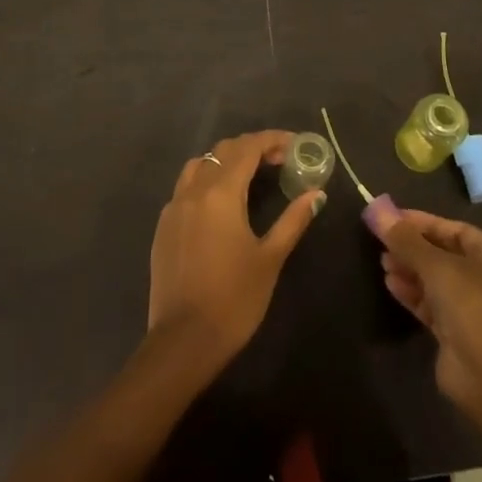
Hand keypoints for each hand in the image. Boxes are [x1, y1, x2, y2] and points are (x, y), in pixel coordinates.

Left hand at [148, 131, 322, 367]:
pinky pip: (186, 187)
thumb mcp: (270, 258)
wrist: (183, 341)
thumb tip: (317, 194)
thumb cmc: (234, 299)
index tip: (295, 144)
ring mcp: (174, 207)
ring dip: (226, 161)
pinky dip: (207, 181)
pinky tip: (221, 204)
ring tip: (250, 176)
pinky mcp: (164, 226)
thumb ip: (293, 220)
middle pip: (223, 151)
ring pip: (200, 164)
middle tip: (279, 160)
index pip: (248, 148)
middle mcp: (194, 190)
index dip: (272, 140)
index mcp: (221, 193)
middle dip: (252, 148)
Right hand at [380, 209, 481, 409]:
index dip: (423, 223)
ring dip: (410, 270)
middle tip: (383, 243)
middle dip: (413, 248)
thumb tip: (375, 210)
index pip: (456, 231)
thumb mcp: (434, 264)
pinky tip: (390, 284)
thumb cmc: (469, 304)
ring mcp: (476, 310)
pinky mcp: (460, 334)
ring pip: (437, 281)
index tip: (392, 219)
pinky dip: (413, 293)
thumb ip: (404, 238)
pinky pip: (433, 304)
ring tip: (383, 263)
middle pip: (445, 256)